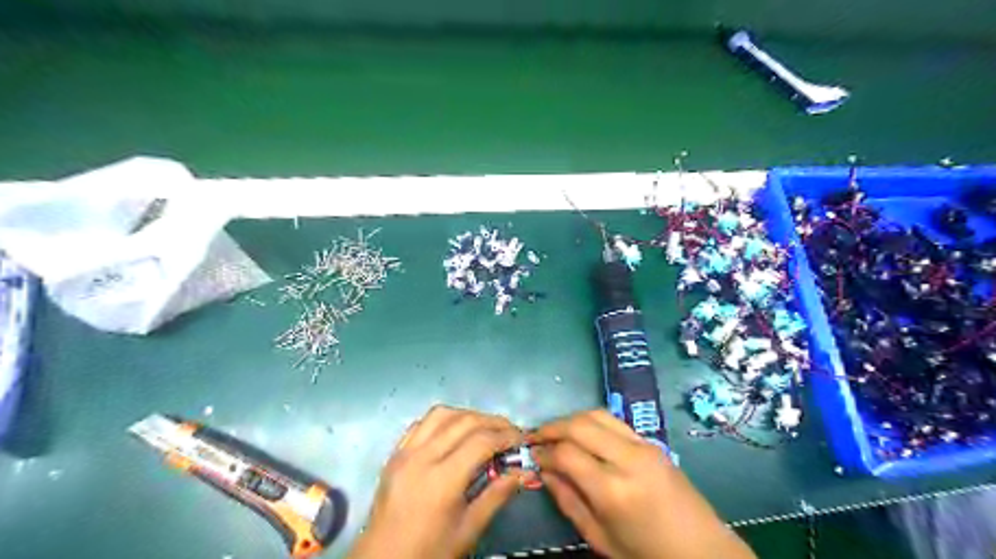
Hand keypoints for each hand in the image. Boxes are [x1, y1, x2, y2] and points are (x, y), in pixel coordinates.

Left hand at [347, 407, 524, 557]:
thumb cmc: (429, 551)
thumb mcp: (468, 530)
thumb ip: (496, 495)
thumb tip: (522, 472)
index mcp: (442, 480)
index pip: (481, 441)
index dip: (506, 436)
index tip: (521, 440)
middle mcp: (422, 457)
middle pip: (464, 422)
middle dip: (492, 422)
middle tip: (509, 431)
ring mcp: (404, 452)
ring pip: (441, 414)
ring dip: (467, 415)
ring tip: (484, 428)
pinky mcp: (394, 454)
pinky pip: (420, 423)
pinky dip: (442, 420)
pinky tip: (453, 431)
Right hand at [528, 409, 755, 558]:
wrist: (703, 551)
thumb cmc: (647, 555)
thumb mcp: (600, 538)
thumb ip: (568, 501)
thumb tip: (544, 472)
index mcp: (613, 490)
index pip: (566, 453)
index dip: (544, 452)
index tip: (532, 456)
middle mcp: (628, 459)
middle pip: (579, 424)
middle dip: (552, 427)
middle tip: (535, 436)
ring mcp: (643, 446)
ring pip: (597, 414)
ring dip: (571, 419)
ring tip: (555, 432)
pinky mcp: (652, 442)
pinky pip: (614, 421)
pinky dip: (592, 421)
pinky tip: (582, 434)